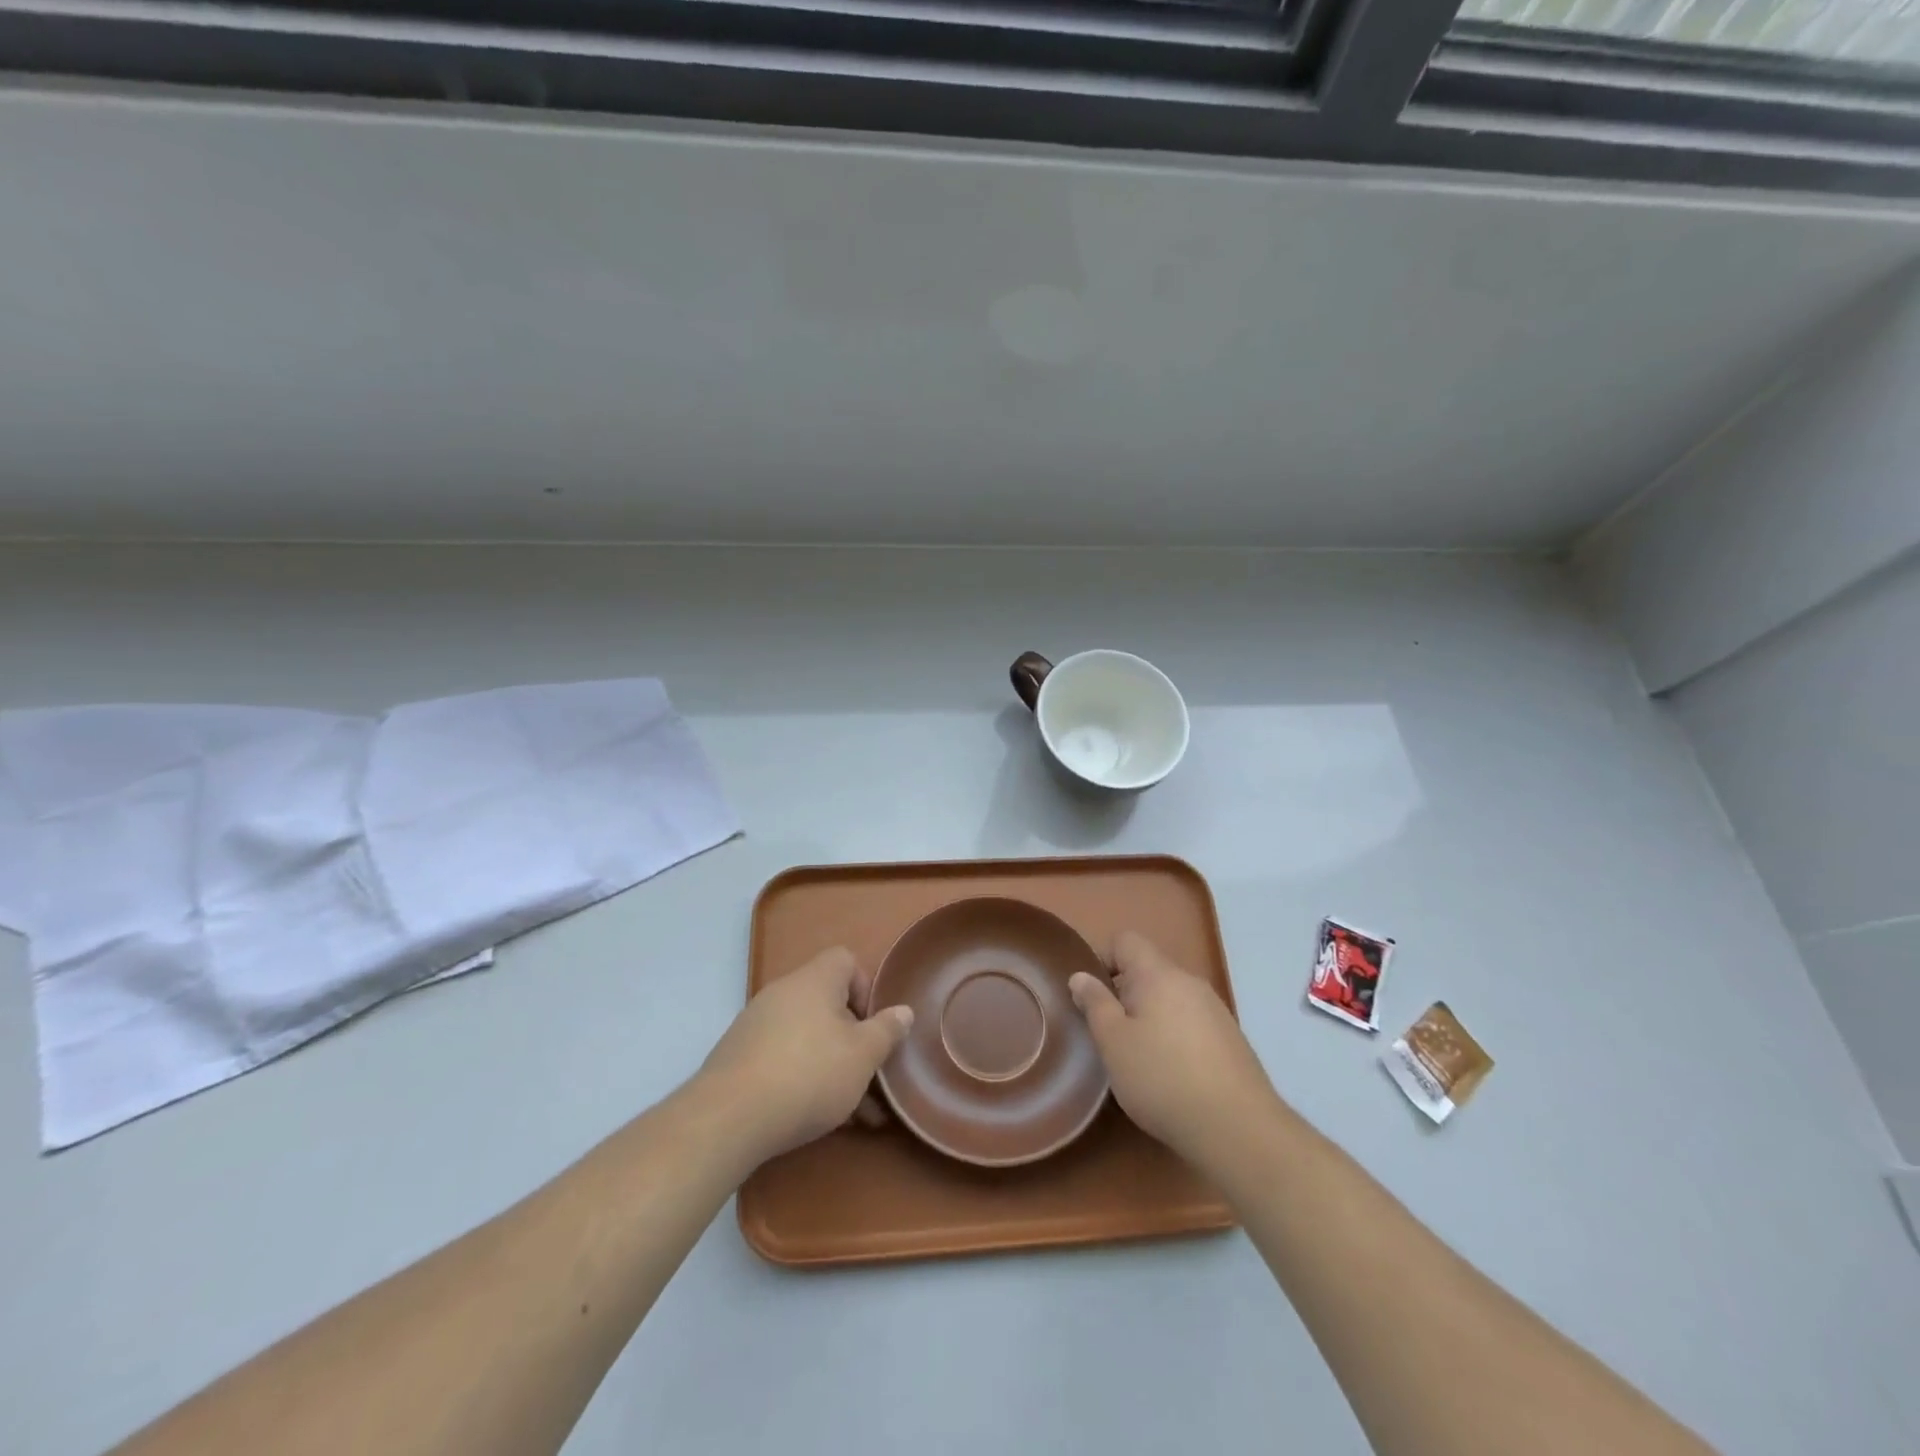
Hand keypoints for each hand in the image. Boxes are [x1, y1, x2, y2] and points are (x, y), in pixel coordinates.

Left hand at [695, 946, 912, 1165]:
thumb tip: (903, 1011)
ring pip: (807, 1036)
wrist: (728, 1118)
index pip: (845, 960)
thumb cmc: (809, 1075)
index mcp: (814, 980)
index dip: (865, 988)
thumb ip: (886, 1031)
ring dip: (831, 1065)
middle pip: (827, 1003)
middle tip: (867, 1075)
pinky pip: (782, 1057)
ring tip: (851, 1112)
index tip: (873, 1026)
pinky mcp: (738, 1056)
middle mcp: (783, 992)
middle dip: (852, 1038)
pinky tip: (814, 1118)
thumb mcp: (862, 1056)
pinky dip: (801, 1078)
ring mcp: (755, 1024)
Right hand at [1069, 931, 1276, 1170]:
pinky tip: (1171, 1076)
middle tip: (1109, 1034)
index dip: (1102, 959)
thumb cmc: (1163, 1078)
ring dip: (1150, 1017)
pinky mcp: (1231, 1040)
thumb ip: (1095, 1004)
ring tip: (1139, 1058)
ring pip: (1170, 998)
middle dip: (1125, 994)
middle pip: (1148, 970)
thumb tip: (1081, 976)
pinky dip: (1175, 1037)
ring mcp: (1215, 1010)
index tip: (1091, 996)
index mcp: (1159, 974)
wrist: (1239, 1129)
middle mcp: (1190, 982)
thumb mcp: (1113, 1042)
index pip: (1125, 941)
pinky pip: (1191, 1022)